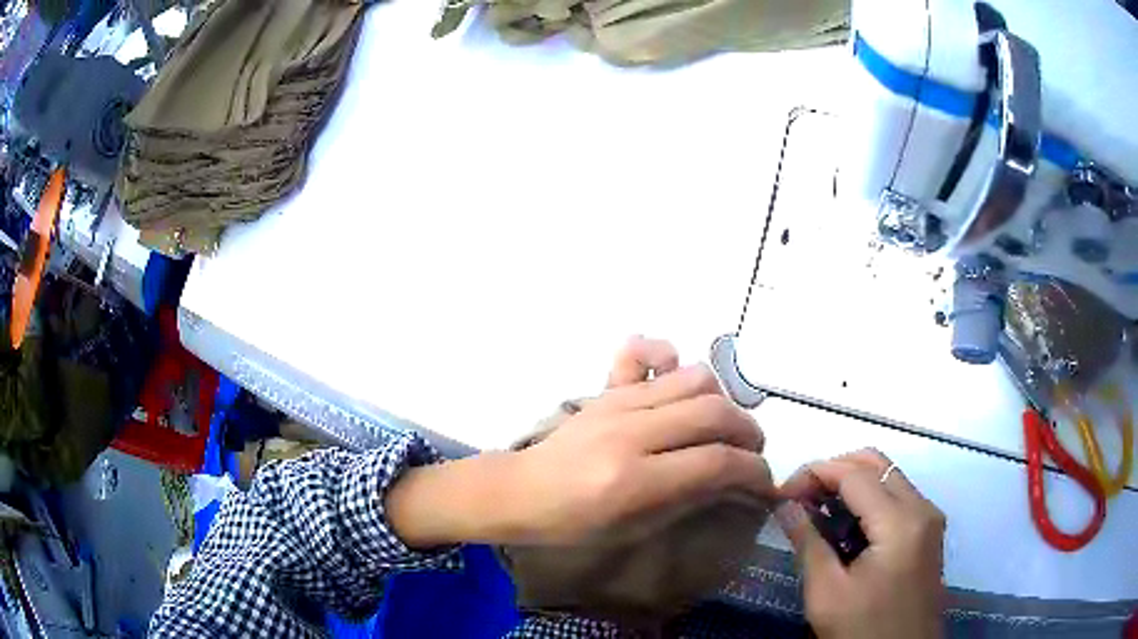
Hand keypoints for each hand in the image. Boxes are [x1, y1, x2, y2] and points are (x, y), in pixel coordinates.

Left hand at [505, 337, 772, 543]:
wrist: (522, 490)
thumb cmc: (575, 524)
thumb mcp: (636, 528)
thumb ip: (690, 499)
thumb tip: (735, 479)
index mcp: (635, 480)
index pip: (717, 463)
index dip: (754, 472)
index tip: (765, 483)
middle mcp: (631, 432)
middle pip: (715, 414)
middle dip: (749, 434)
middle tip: (751, 454)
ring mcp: (617, 403)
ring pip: (696, 379)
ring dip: (724, 402)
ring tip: (724, 426)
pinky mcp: (608, 389)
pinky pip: (649, 353)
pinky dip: (674, 360)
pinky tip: (678, 386)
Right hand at [778, 449, 945, 638]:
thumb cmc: (863, 630)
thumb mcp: (827, 593)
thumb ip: (807, 543)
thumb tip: (784, 505)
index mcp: (900, 522)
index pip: (855, 474)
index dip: (815, 474)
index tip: (781, 494)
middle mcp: (922, 508)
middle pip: (876, 464)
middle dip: (834, 470)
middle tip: (799, 497)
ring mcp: (929, 518)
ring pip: (888, 476)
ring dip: (850, 483)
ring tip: (816, 510)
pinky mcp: (927, 531)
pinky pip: (897, 496)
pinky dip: (868, 499)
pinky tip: (843, 525)